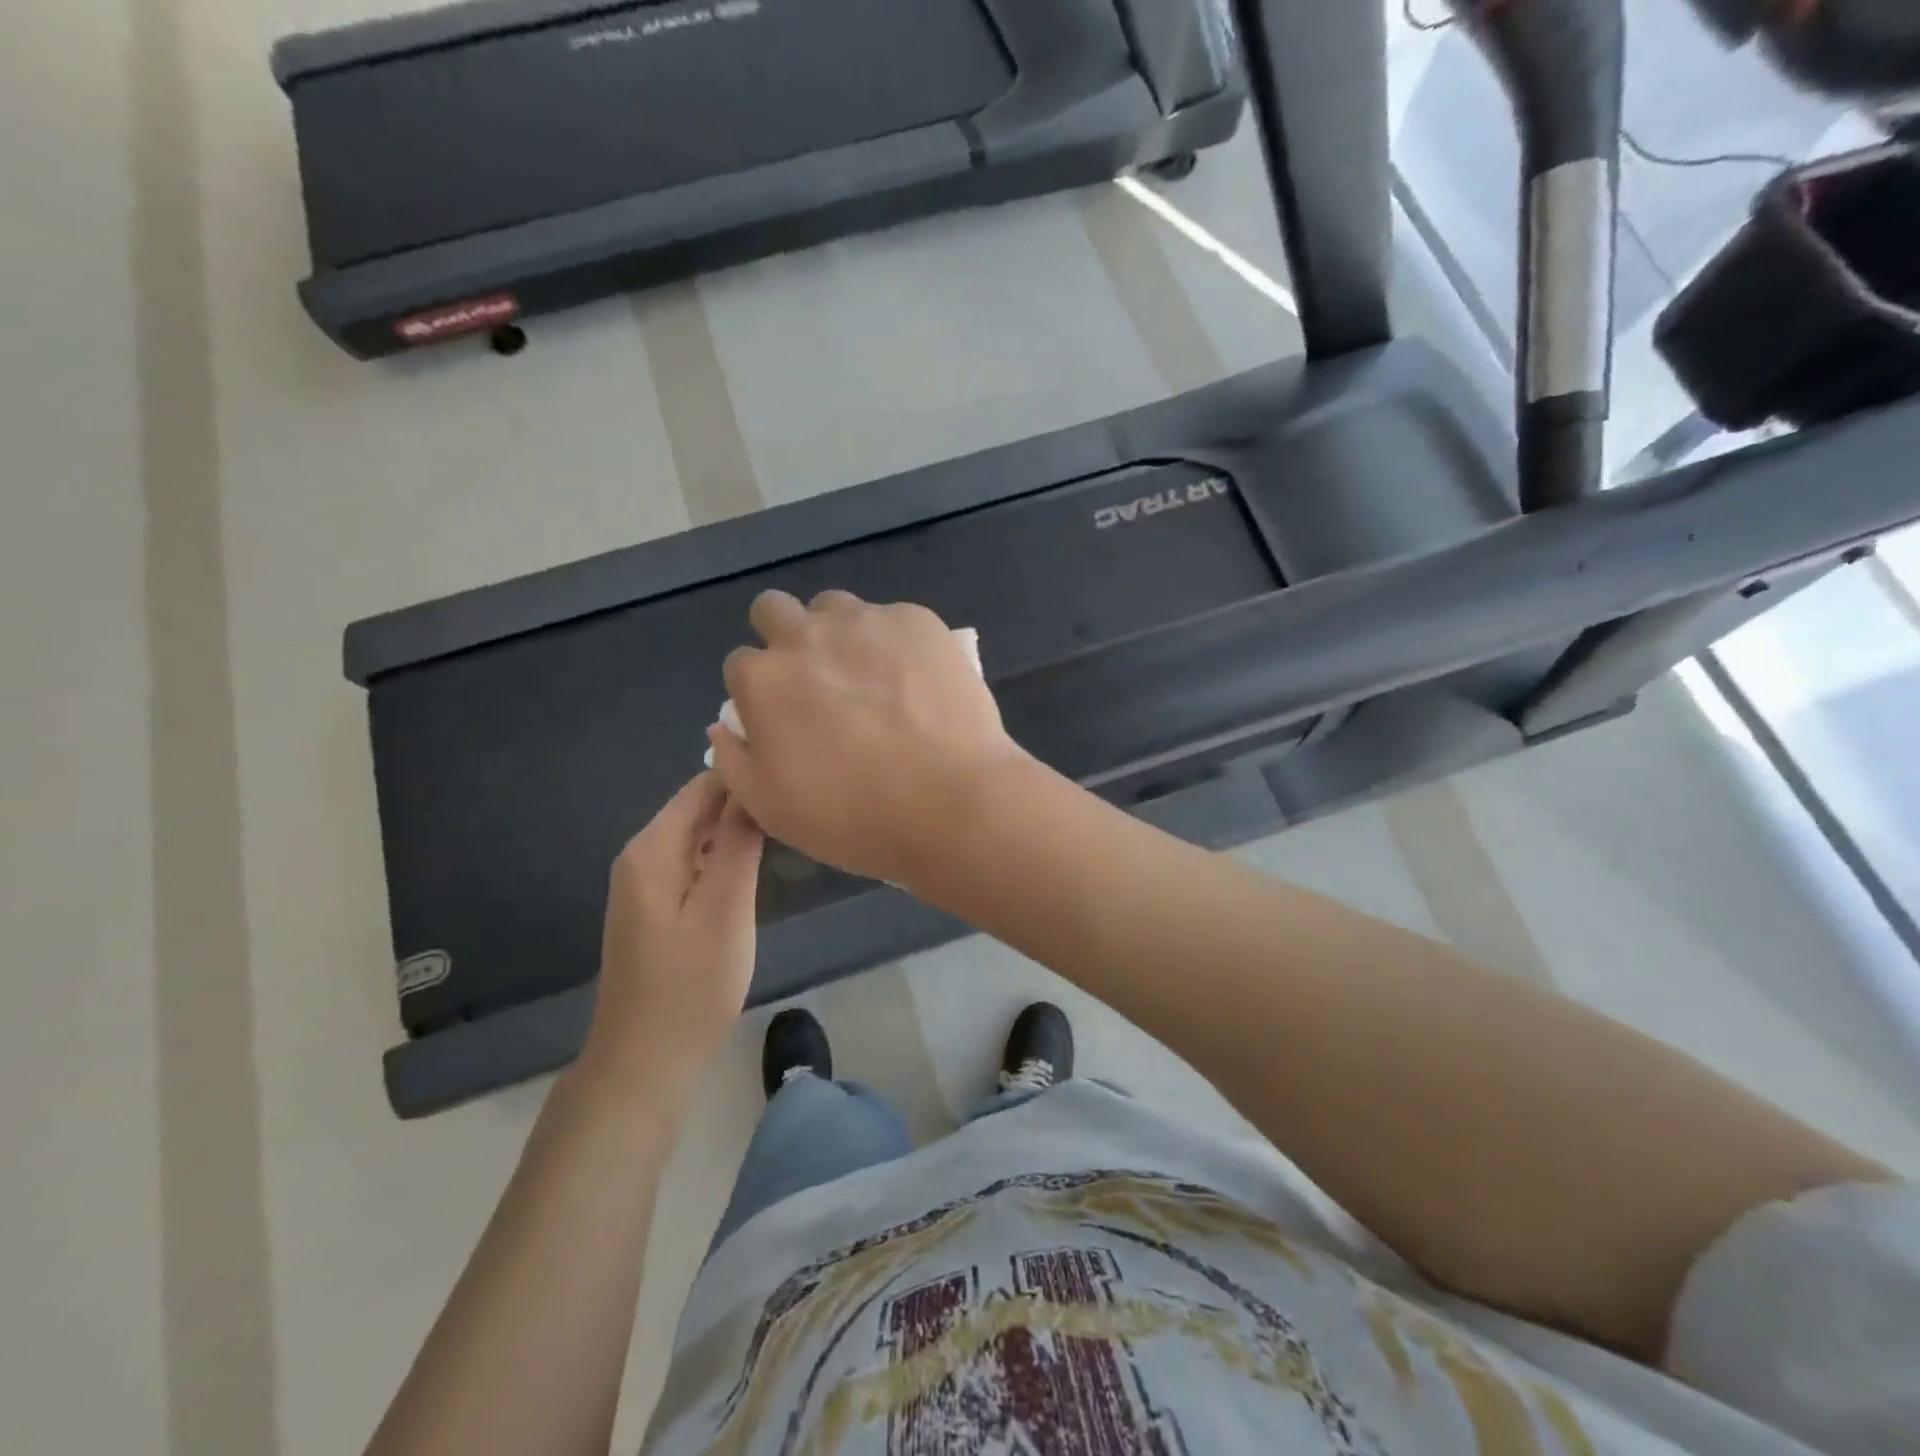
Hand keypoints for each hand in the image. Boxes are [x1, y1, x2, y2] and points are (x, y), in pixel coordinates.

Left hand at [579, 772, 763, 1096]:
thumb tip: (751, 785)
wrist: (645, 1061)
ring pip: (697, 836)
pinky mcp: (654, 908)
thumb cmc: (691, 985)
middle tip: (798, 807)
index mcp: (652, 848)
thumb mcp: (725, 908)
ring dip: (736, 830)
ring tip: (786, 829)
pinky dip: (722, 857)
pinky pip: (693, 863)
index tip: (793, 781)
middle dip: (743, 802)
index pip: (702, 786)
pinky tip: (753, 867)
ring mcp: (644, 884)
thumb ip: (737, 842)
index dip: (747, 778)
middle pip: (698, 808)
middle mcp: (641, 856)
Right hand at [707, 590, 1028, 887]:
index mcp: (764, 680)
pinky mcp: (918, 621)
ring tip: (871, 678)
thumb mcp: (769, 808)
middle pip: (774, 610)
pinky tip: (918, 682)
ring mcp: (866, 622)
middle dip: (784, 637)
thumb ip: (733, 760)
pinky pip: (893, 619)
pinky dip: (896, 643)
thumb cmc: (854, 816)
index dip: (760, 691)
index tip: (785, 717)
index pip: (741, 665)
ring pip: (835, 607)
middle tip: (817, 681)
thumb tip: (725, 727)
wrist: (952, 802)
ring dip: (839, 633)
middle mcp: (807, 636)